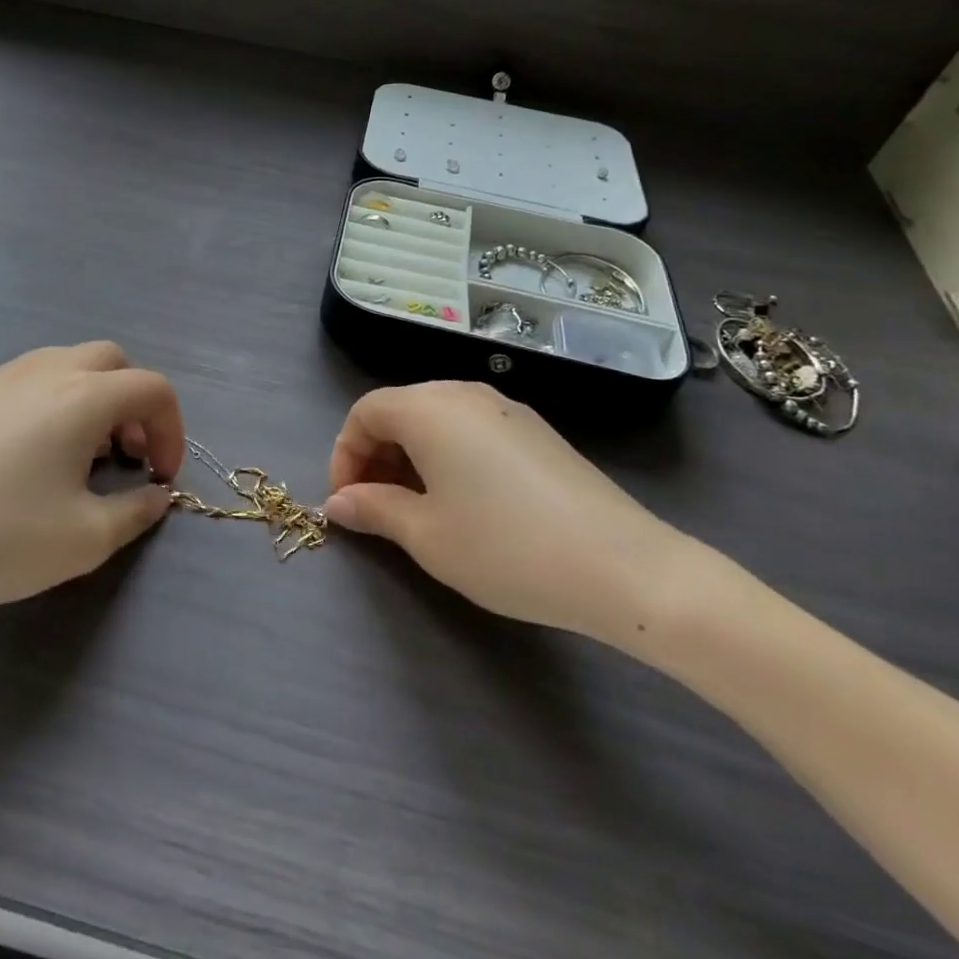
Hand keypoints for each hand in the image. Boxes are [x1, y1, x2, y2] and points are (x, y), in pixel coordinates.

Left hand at [0, 342, 181, 629]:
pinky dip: (60, 401)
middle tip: (127, 456)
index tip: (160, 478)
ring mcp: (5, 377)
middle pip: (114, 362)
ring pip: (72, 364)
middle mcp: (48, 371)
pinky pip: (36, 378)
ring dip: (97, 398)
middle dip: (135, 404)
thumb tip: (156, 495)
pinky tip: (38, 454)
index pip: (152, 389)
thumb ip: (136, 511)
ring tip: (84, 456)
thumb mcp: (85, 538)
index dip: (172, 431)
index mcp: (83, 396)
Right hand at [323, 382, 691, 644]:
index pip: (365, 412)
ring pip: (437, 419)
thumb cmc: (504, 547)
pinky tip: (465, 501)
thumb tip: (337, 502)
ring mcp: (506, 408)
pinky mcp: (536, 430)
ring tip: (417, 508)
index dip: (344, 454)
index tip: (348, 502)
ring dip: (411, 456)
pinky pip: (472, 429)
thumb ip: (374, 509)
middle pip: (400, 409)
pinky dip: (449, 455)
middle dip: (376, 454)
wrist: (621, 566)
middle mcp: (465, 393)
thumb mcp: (426, 535)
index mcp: (429, 408)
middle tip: (376, 507)